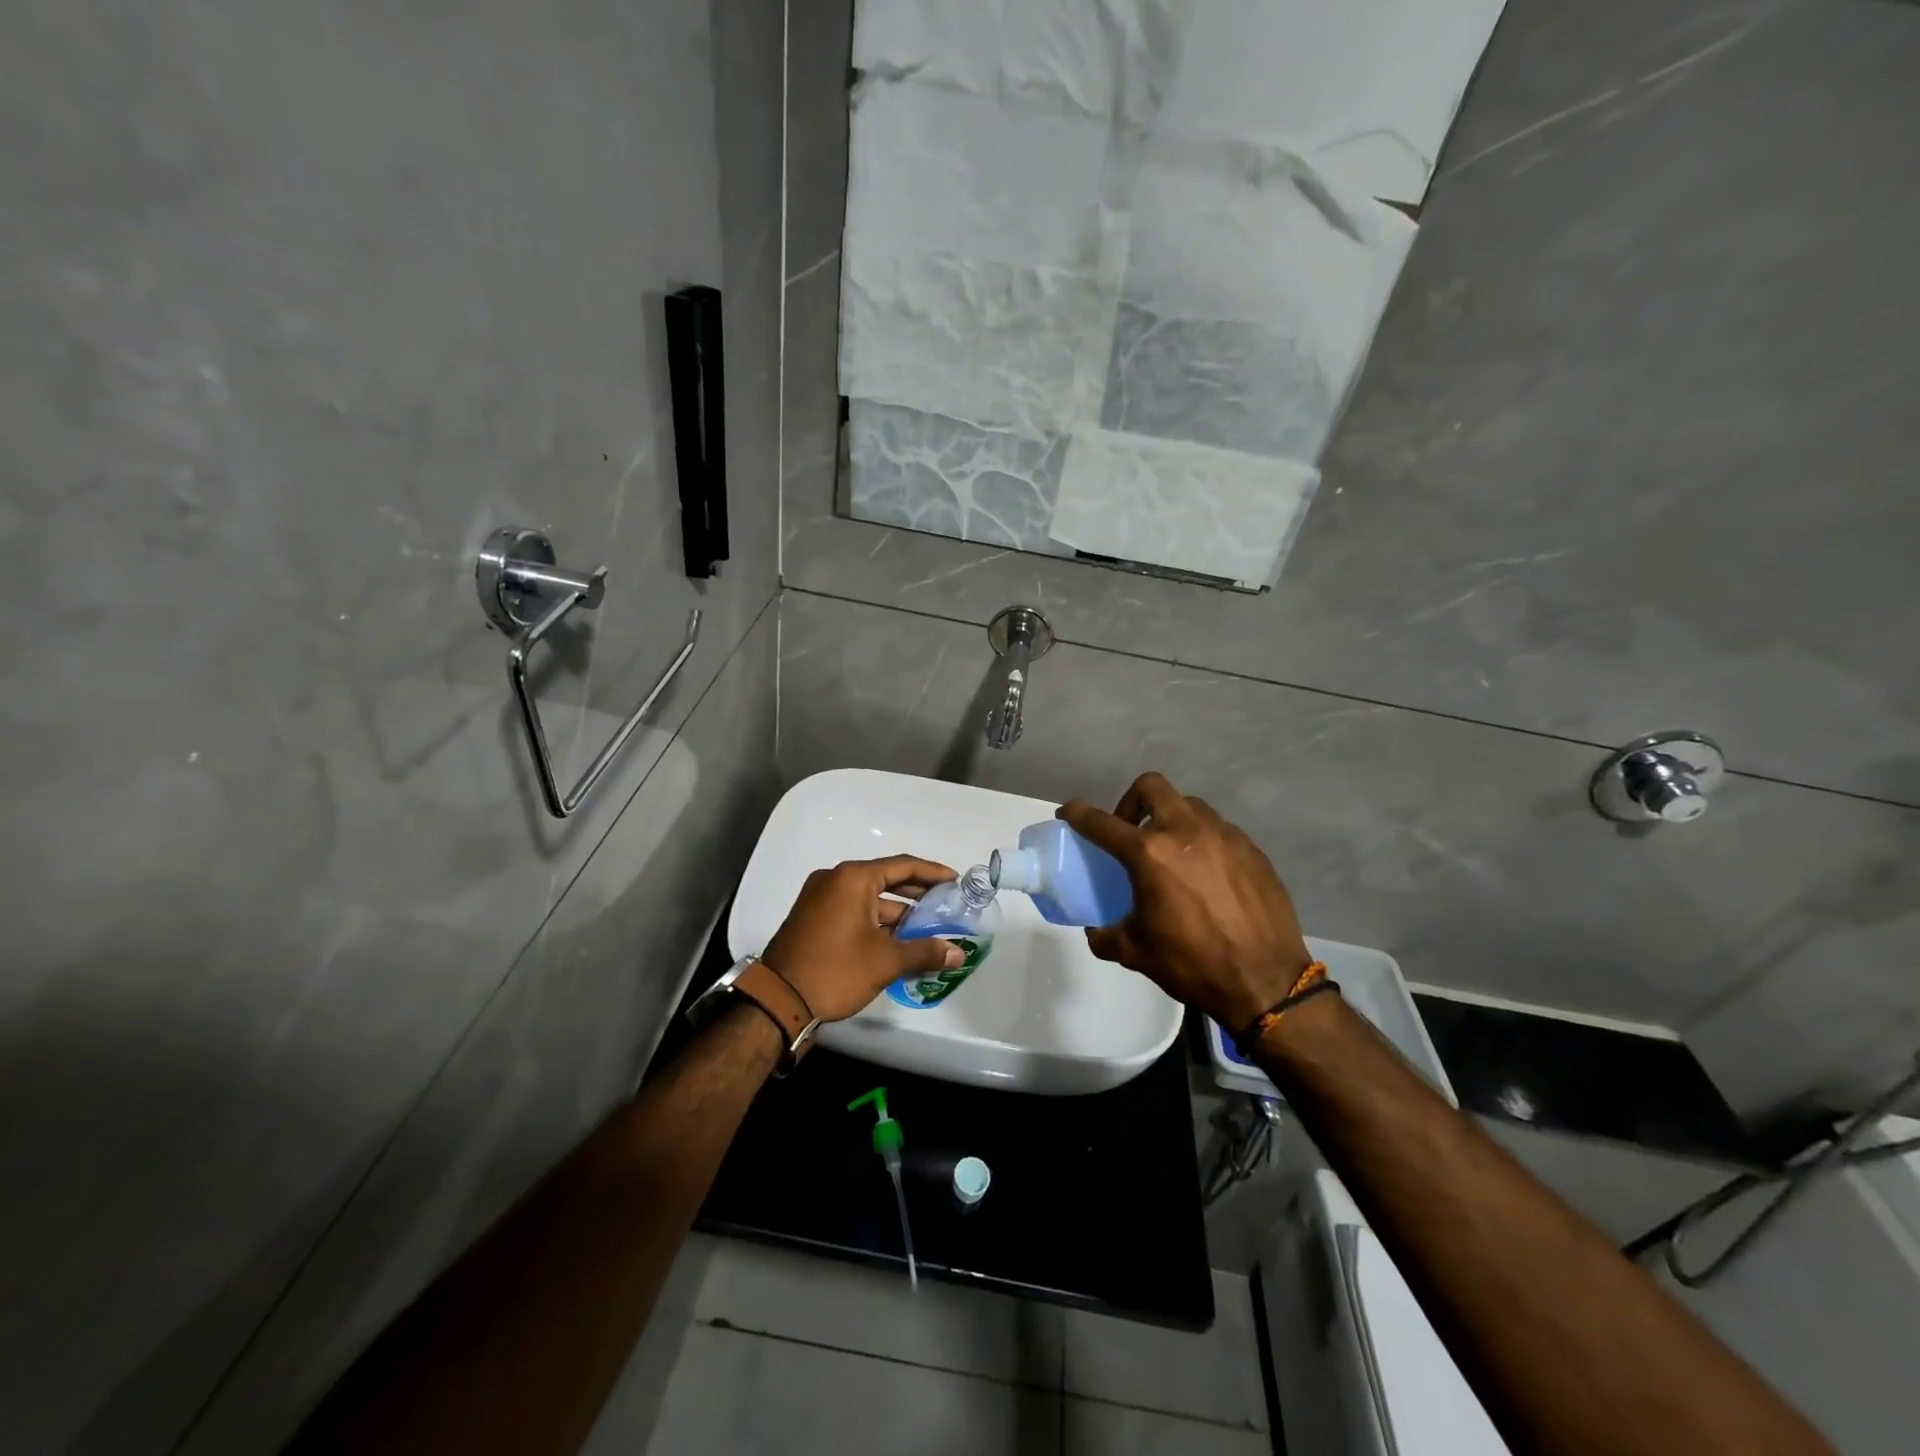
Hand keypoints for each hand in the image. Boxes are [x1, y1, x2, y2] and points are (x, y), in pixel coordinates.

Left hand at [762, 856, 965, 1023]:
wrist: (778, 1000)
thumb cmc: (835, 970)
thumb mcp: (885, 961)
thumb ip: (925, 951)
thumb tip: (958, 953)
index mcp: (853, 879)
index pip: (902, 866)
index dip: (932, 873)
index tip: (955, 881)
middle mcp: (835, 880)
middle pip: (885, 879)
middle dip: (916, 893)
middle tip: (945, 904)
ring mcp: (820, 898)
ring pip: (869, 899)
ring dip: (897, 913)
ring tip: (928, 929)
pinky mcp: (813, 918)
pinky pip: (853, 911)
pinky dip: (876, 922)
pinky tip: (898, 941)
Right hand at [1060, 773, 1314, 1030]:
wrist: (1266, 981)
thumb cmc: (1192, 964)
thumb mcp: (1136, 952)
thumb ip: (1106, 935)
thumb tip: (1097, 930)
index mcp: (1149, 853)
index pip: (1102, 823)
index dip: (1079, 814)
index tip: (1069, 813)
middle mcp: (1185, 831)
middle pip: (1150, 787)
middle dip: (1131, 800)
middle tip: (1130, 831)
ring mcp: (1223, 835)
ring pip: (1188, 804)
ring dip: (1170, 818)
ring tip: (1171, 852)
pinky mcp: (1252, 849)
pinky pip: (1219, 829)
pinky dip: (1202, 840)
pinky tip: (1206, 873)